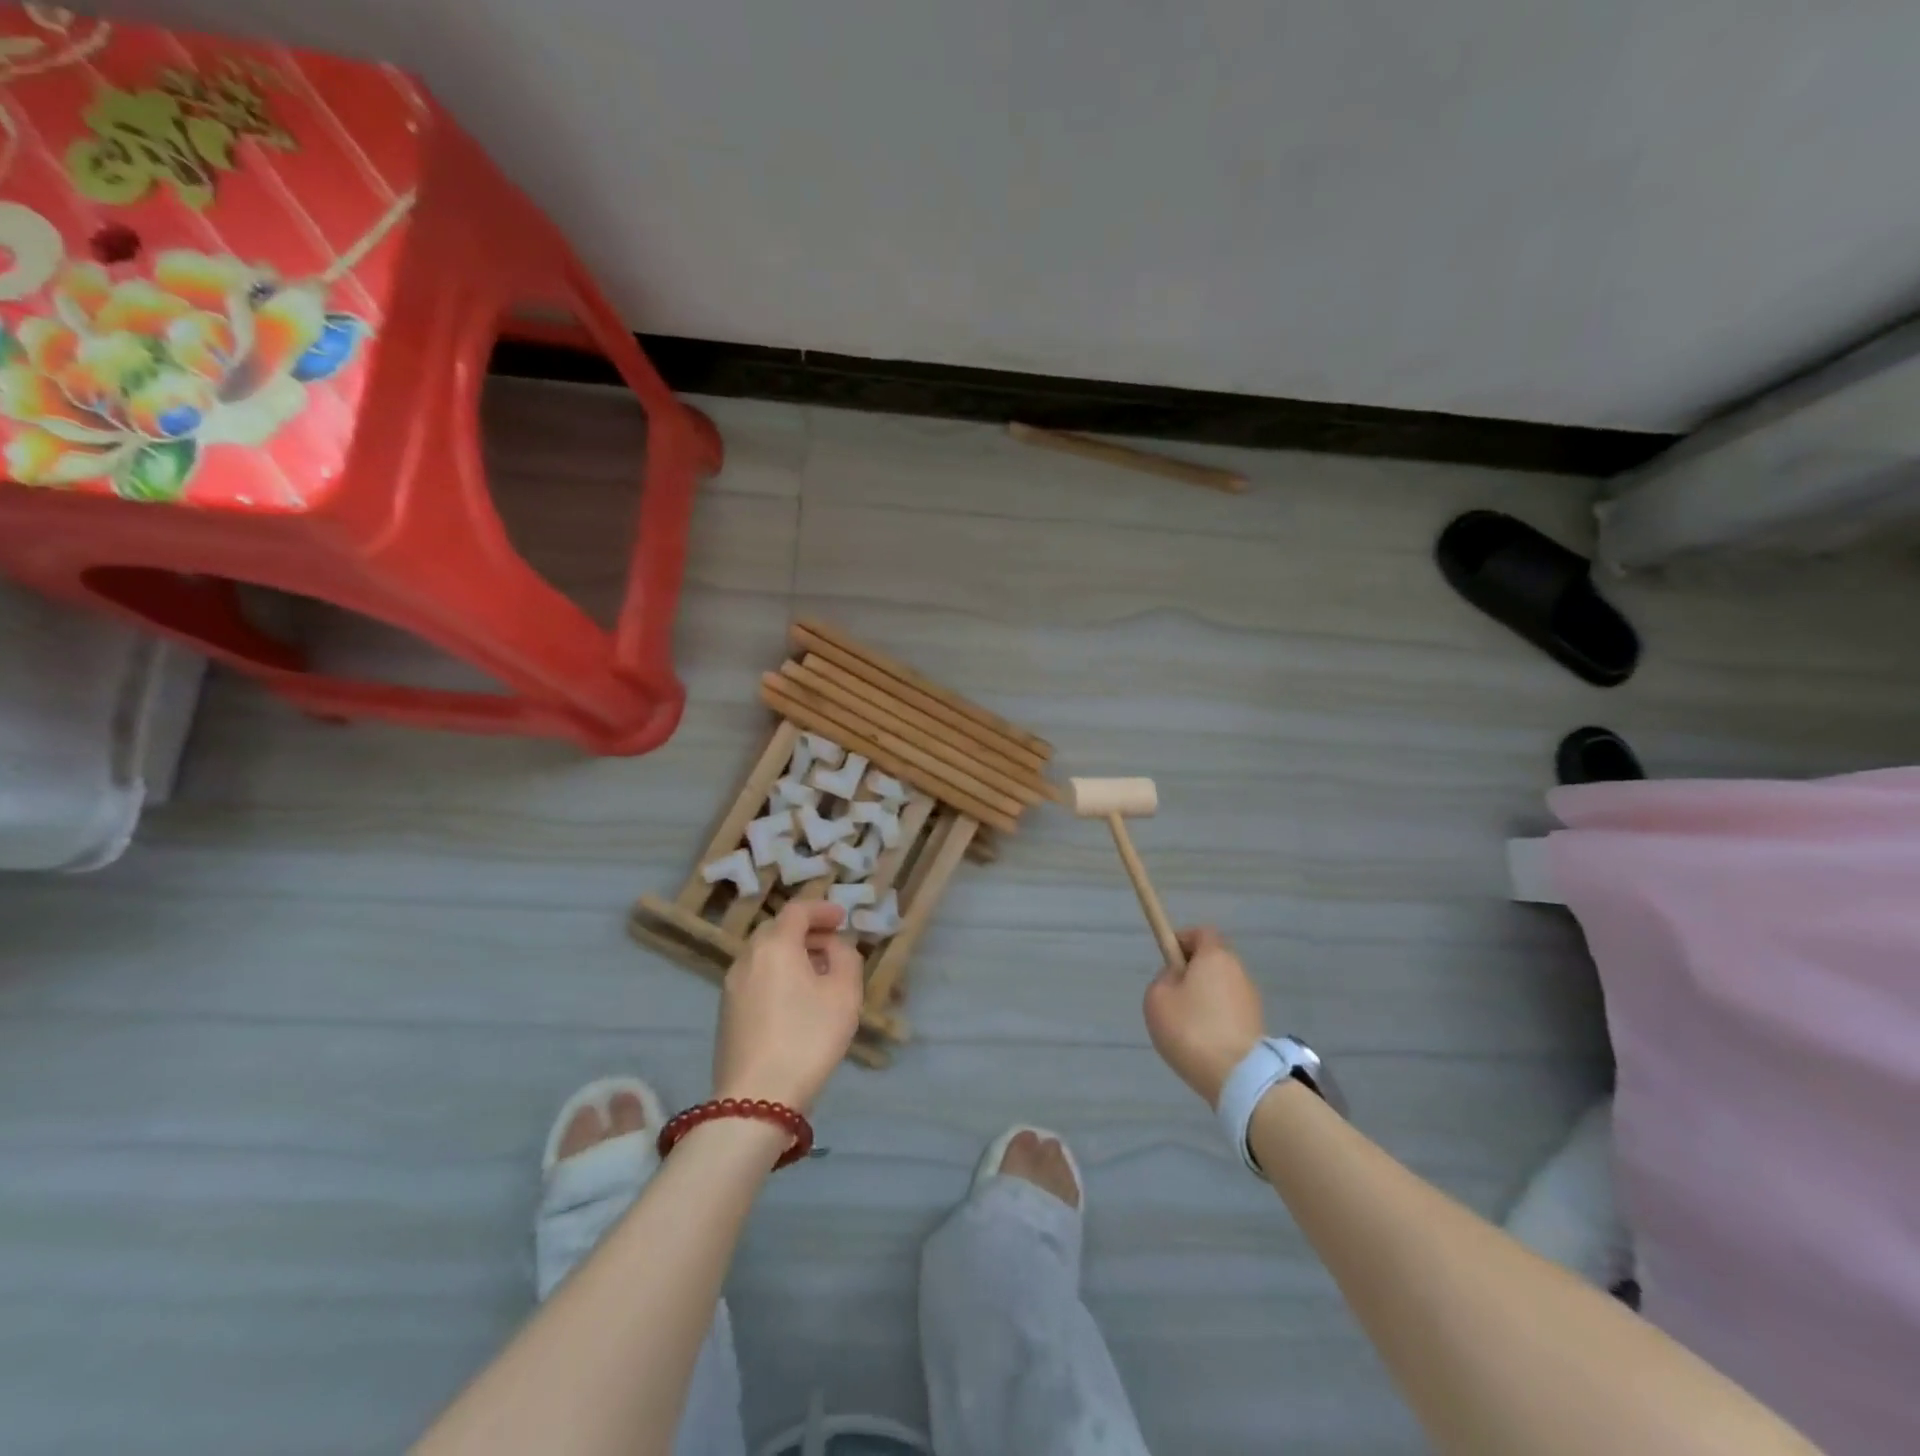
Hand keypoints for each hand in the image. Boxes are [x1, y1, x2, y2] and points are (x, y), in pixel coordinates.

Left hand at [714, 901, 863, 1111]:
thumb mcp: (845, 994)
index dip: (822, 909)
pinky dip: (777, 973)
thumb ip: (845, 958)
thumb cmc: (807, 1038)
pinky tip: (795, 999)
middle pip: (777, 929)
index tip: (842, 919)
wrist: (756, 1099)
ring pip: (764, 954)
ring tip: (817, 973)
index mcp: (775, 945)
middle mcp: (748, 957)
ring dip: (791, 953)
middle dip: (806, 930)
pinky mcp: (727, 1012)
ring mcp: (732, 986)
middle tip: (832, 944)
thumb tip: (833, 946)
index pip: (797, 910)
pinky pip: (756, 976)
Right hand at [1143, 926, 1265, 1106]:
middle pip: (1213, 961)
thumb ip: (1163, 979)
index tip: (1167, 959)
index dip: (1182, 940)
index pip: (1201, 933)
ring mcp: (1251, 1000)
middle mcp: (1238, 971)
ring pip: (1221, 988)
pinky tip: (1203, 1042)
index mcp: (1215, 956)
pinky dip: (1216, 1019)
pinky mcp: (1257, 1025)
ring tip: (1186, 1025)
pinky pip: (1230, 1012)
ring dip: (1205, 998)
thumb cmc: (1192, 1029)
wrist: (1239, 1077)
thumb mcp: (1157, 998)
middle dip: (1192, 973)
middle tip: (1172, 995)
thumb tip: (1177, 979)